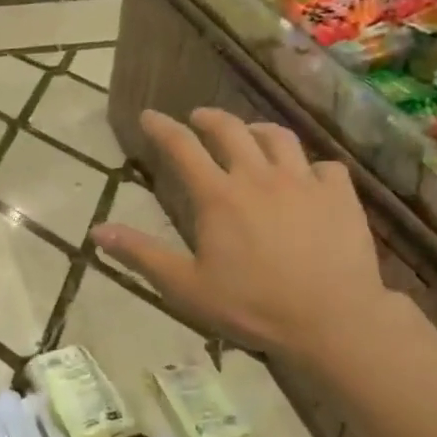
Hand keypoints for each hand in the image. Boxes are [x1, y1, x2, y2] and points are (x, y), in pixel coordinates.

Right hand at [92, 109, 395, 359]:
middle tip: (197, 118)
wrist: (332, 320)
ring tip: (250, 135)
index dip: (162, 127)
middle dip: (208, 118)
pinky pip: (324, 166)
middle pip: (231, 130)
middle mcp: (259, 176)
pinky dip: (310, 166)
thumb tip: (96, 232)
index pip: (182, 147)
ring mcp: (303, 182)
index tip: (148, 116)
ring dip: (257, 130)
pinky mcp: (340, 195)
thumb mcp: (186, 286)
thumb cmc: (252, 306)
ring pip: (279, 137)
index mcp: (218, 196)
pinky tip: (307, 177)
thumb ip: (141, 254)